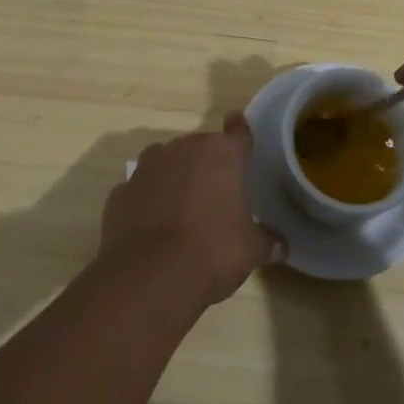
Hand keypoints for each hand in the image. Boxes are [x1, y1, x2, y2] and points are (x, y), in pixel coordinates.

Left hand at [101, 115, 284, 306]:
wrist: (149, 276)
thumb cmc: (212, 251)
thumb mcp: (250, 250)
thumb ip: (267, 241)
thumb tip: (283, 246)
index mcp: (222, 154)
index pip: (238, 131)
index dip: (240, 131)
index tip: (238, 127)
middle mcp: (184, 149)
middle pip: (200, 147)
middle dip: (206, 164)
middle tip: (214, 193)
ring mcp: (147, 167)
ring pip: (166, 162)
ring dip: (174, 177)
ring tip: (180, 209)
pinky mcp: (120, 191)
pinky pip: (140, 189)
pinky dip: (146, 201)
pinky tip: (151, 226)